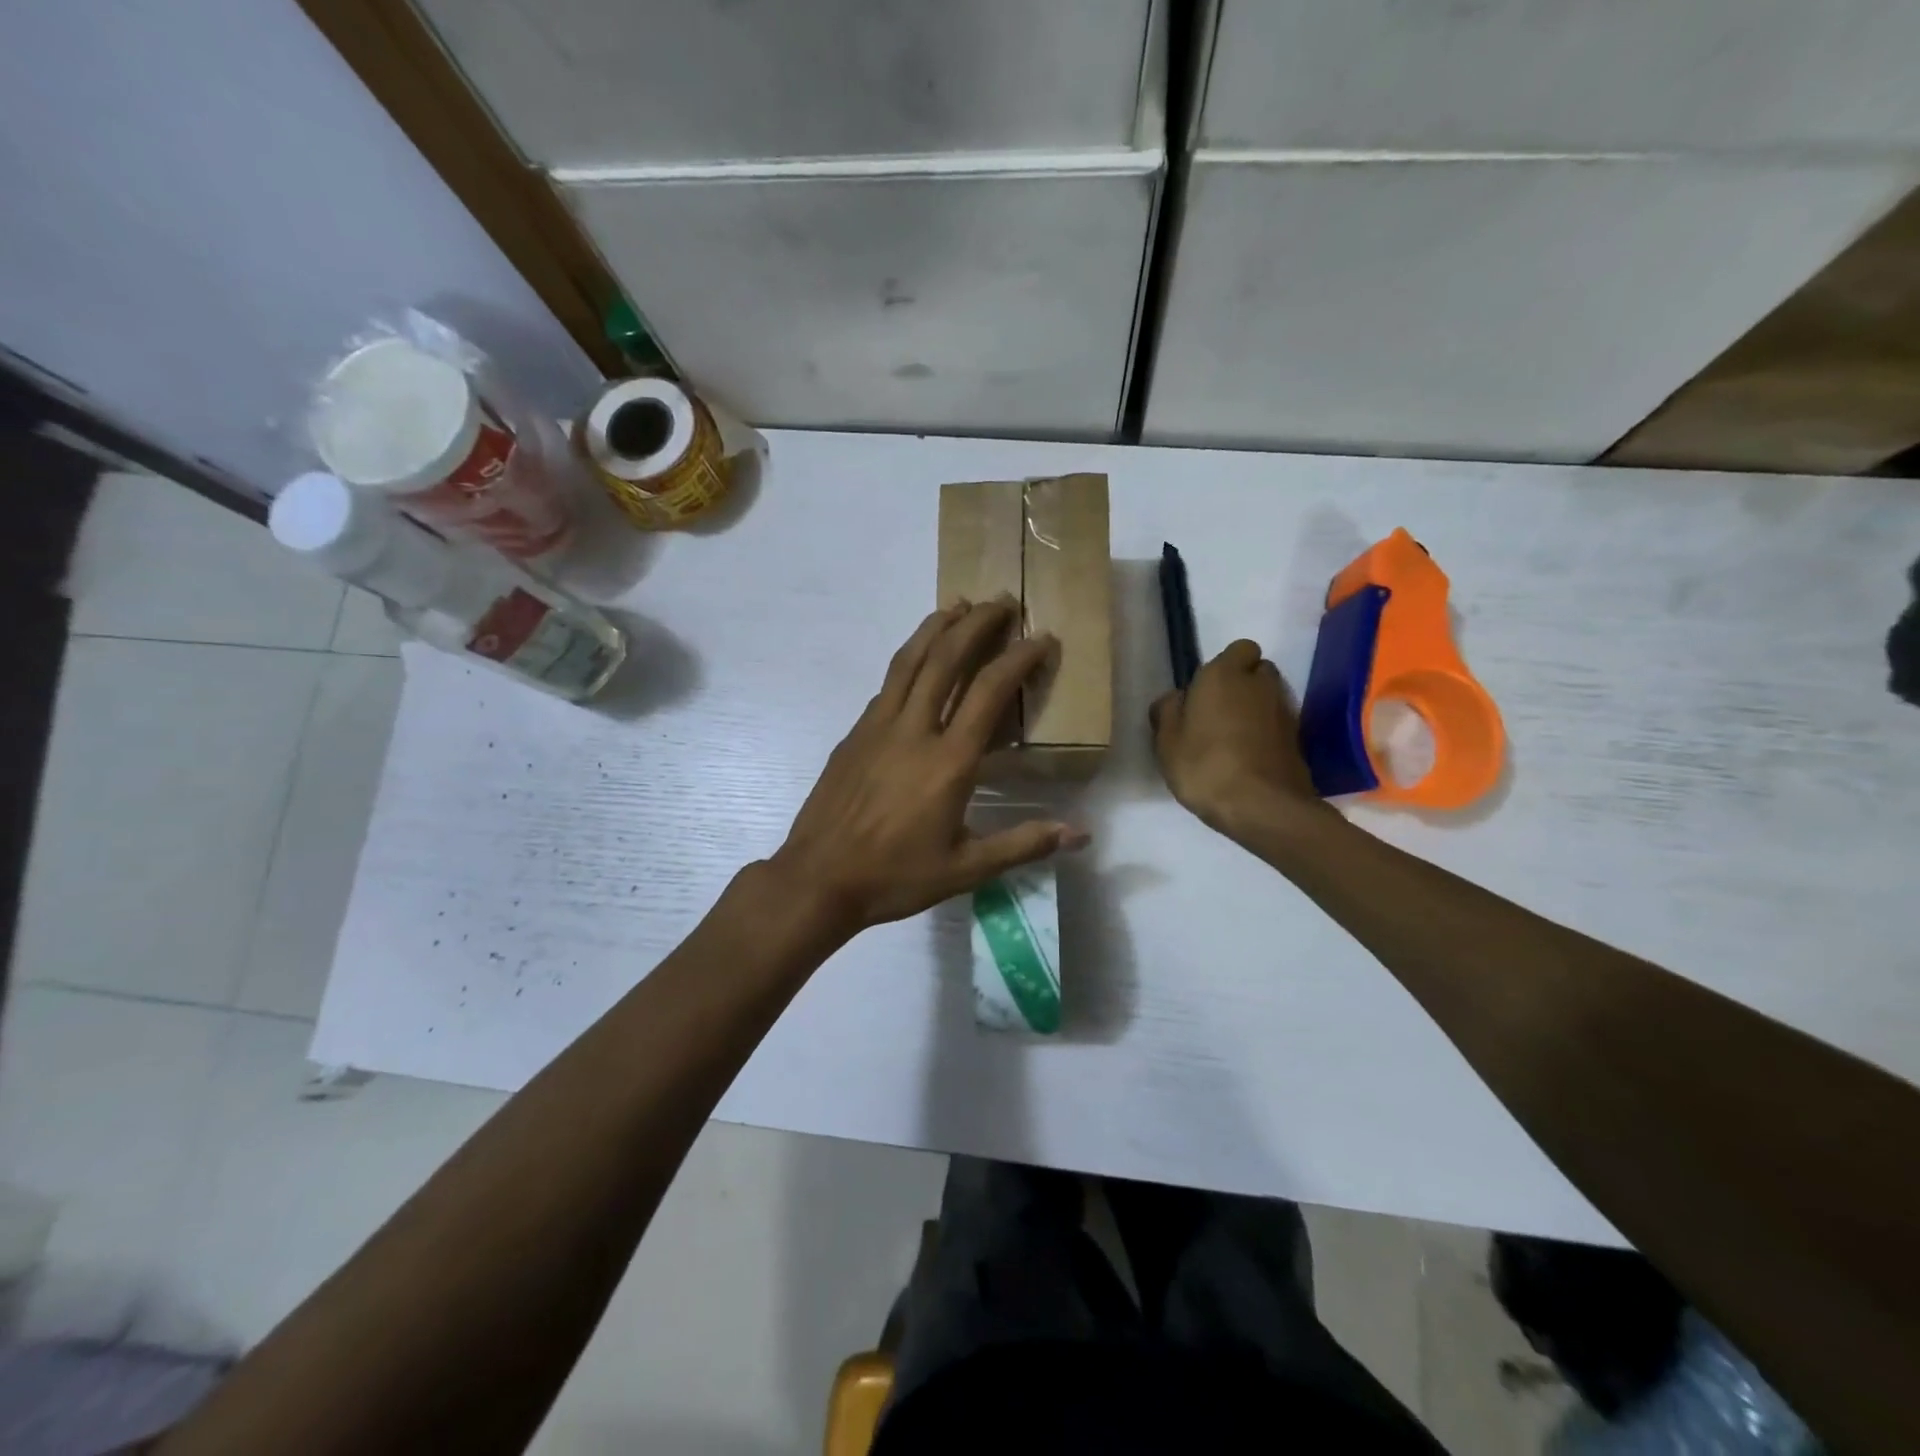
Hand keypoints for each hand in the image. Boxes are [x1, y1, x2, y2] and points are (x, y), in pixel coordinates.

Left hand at [768, 599, 1087, 935]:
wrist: (818, 878)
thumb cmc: (896, 876)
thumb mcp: (966, 869)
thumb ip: (1023, 844)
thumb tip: (1080, 833)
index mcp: (948, 761)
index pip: (989, 691)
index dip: (1019, 658)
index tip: (1042, 638)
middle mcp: (913, 730)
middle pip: (946, 658)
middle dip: (977, 623)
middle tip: (1002, 600)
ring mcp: (877, 727)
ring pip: (908, 660)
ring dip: (935, 627)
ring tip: (957, 605)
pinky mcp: (854, 734)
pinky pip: (887, 685)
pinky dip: (908, 661)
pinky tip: (917, 662)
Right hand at [1150, 639, 1323, 840]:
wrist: (1263, 806)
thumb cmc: (1205, 766)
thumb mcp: (1167, 741)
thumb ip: (1168, 711)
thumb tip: (1177, 698)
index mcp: (1225, 674)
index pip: (1239, 648)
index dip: (1225, 666)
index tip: (1205, 691)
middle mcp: (1260, 683)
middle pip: (1257, 670)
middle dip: (1242, 684)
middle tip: (1217, 713)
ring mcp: (1285, 711)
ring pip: (1269, 697)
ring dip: (1254, 710)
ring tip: (1231, 739)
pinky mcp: (1299, 739)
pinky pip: (1278, 725)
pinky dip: (1266, 733)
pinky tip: (1248, 758)